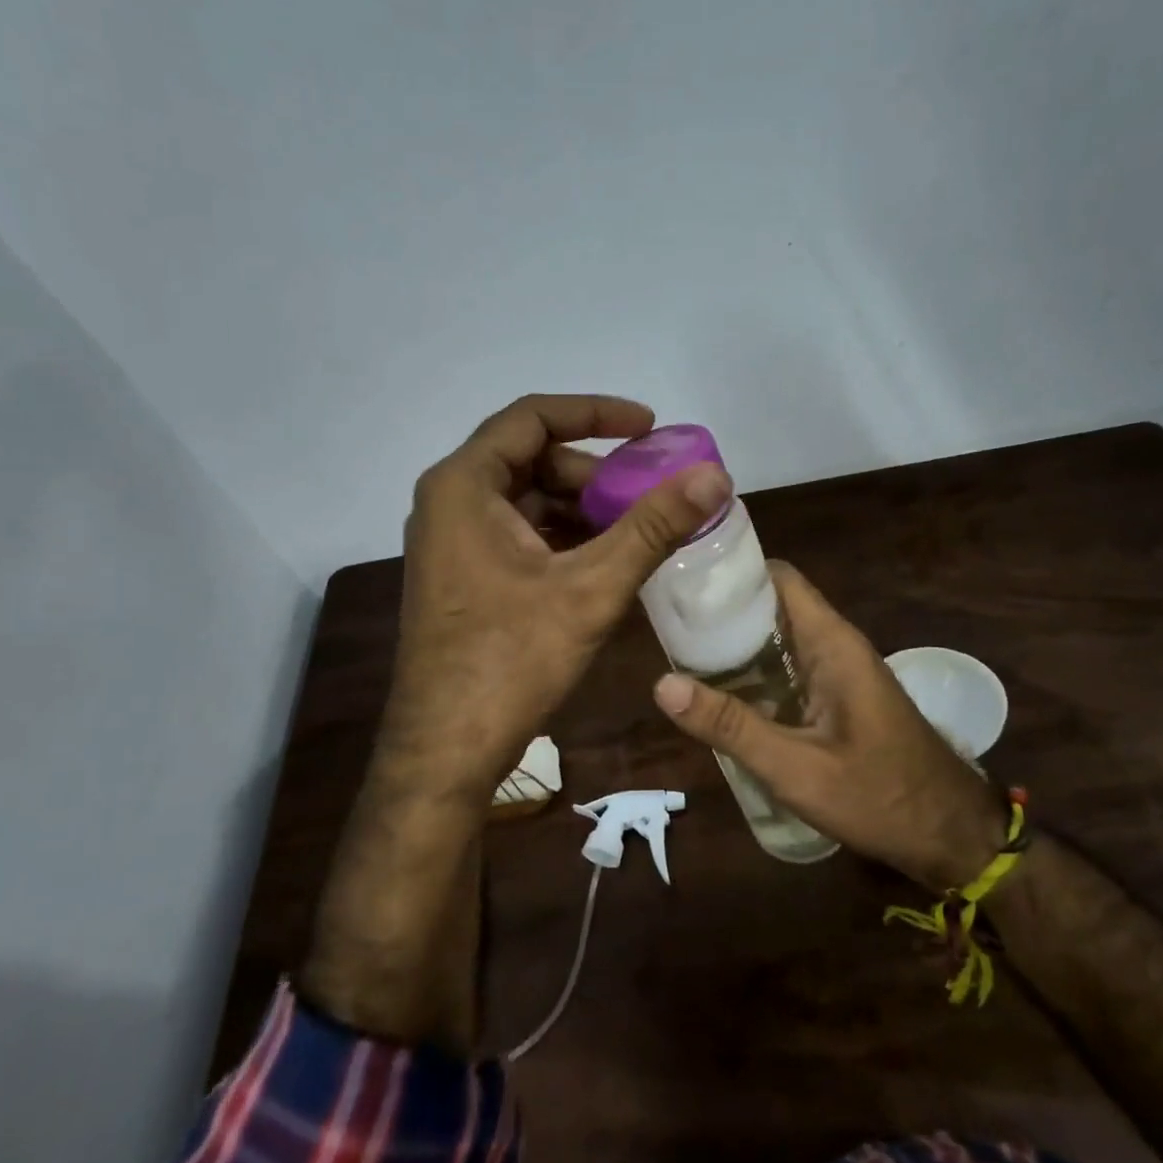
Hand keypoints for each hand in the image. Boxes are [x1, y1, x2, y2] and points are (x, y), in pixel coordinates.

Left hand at [377, 394, 730, 795]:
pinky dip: (561, 539)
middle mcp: (448, 502)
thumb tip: (715, 475)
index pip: (532, 418)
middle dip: (593, 473)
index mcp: (464, 485)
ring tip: (636, 532)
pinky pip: (516, 535)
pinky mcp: (461, 576)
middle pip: (530, 460)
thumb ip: (653, 526)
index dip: (595, 414)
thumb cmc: (511, 659)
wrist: (446, 749)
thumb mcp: (591, 587)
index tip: (649, 428)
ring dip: (581, 509)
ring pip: (525, 501)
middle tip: (648, 494)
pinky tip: (602, 564)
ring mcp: (450, 542)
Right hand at [653, 562, 1002, 887]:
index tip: (681, 579)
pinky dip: (753, 672)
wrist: (952, 836)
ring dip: (734, 643)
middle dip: (721, 610)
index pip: (776, 577)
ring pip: (777, 638)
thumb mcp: (796, 768)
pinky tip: (719, 695)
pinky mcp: (837, 697)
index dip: (730, 571)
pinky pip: (787, 667)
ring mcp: (838, 672)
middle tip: (665, 623)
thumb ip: (731, 726)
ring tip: (677, 654)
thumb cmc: (880, 797)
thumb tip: (662, 684)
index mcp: (831, 642)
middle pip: (770, 605)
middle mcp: (834, 645)